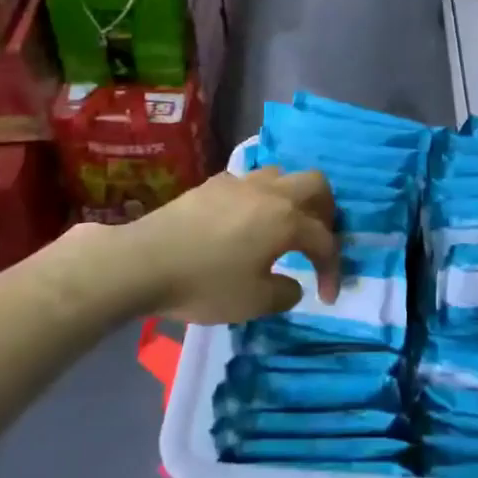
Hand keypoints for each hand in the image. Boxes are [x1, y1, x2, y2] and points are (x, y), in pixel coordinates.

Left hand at [131, 167, 339, 324]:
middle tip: (318, 238)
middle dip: (326, 211)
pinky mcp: (213, 183)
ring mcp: (240, 182)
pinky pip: (249, 182)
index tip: (327, 297)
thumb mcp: (253, 302)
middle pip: (315, 184)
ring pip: (281, 175)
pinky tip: (243, 222)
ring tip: (283, 226)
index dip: (332, 267)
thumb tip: (293, 283)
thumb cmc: (205, 283)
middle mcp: (270, 192)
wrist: (144, 261)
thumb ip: (284, 293)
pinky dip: (259, 198)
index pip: (325, 239)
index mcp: (286, 220)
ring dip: (292, 198)